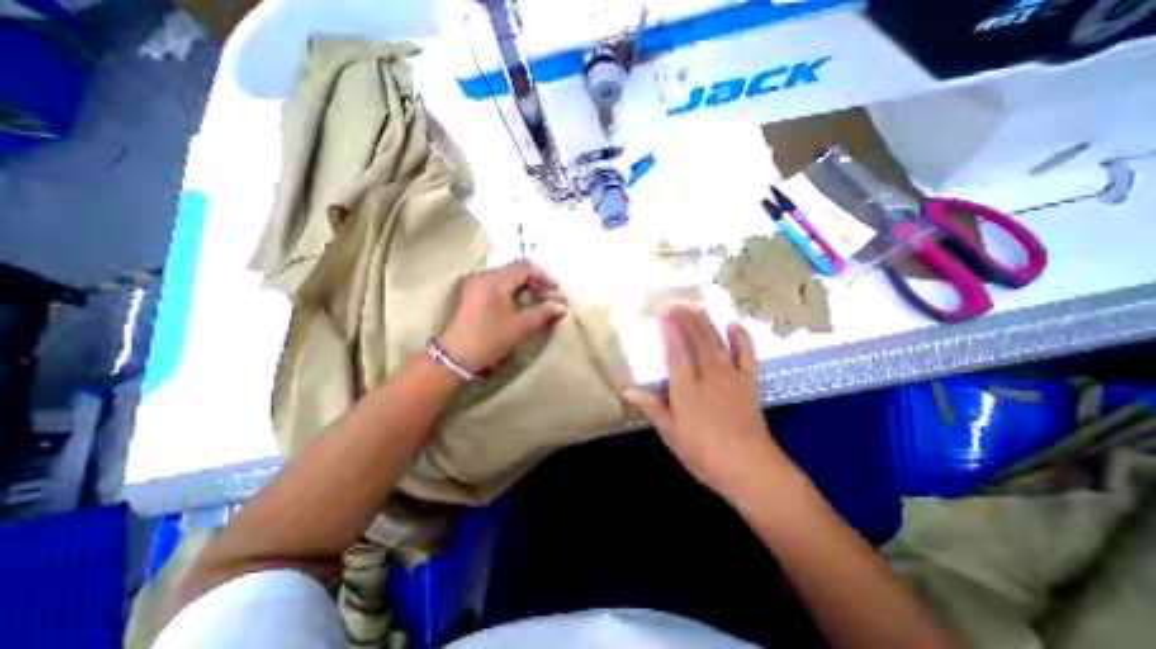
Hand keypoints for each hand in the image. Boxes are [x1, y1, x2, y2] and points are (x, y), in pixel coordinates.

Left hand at [438, 257, 568, 370]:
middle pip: (516, 270)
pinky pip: (499, 285)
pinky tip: (522, 302)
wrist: (457, 357)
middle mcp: (484, 277)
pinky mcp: (475, 295)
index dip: (544, 276)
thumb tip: (562, 306)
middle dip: (536, 280)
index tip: (557, 290)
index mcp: (495, 280)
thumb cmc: (490, 339)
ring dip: (525, 286)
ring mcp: (477, 285)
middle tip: (550, 294)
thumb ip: (543, 313)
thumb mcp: (520, 327)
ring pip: (508, 278)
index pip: (525, 268)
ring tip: (539, 298)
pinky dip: (514, 291)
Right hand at [629, 304, 789, 491]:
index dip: (667, 328)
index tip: (659, 311)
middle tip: (672, 301)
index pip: (675, 349)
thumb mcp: (671, 434)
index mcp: (686, 388)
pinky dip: (741, 337)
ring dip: (704, 320)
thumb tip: (626, 390)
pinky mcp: (749, 382)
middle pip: (694, 339)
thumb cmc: (704, 454)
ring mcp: (730, 376)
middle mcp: (708, 375)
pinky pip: (746, 354)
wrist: (750, 469)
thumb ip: (651, 407)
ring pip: (715, 341)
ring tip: (694, 304)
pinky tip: (734, 323)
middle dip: (683, 317)